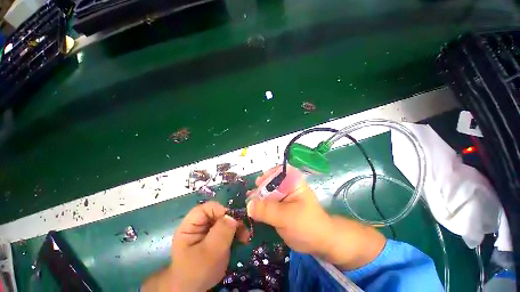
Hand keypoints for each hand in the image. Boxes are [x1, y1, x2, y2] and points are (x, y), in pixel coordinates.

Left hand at [142, 202, 249, 291]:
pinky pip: (228, 229)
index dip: (221, 211)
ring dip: (237, 227)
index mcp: (191, 225)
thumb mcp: (209, 252)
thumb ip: (220, 232)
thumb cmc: (197, 272)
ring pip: (226, 220)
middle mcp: (200, 224)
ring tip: (245, 237)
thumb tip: (232, 217)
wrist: (193, 290)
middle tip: (244, 229)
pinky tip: (243, 240)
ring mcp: (209, 231)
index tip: (233, 221)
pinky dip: (237, 232)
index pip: (207, 208)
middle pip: (219, 213)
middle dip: (232, 220)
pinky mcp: (216, 237)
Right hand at [247, 166, 385, 269]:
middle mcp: (287, 186)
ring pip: (267, 193)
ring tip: (249, 203)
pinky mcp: (279, 207)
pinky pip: (267, 203)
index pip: (280, 170)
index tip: (258, 183)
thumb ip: (268, 210)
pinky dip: (260, 206)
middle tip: (250, 196)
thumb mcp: (287, 217)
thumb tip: (248, 204)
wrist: (318, 243)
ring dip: (258, 197)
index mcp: (293, 182)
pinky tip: (253, 210)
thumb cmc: (307, 225)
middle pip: (270, 182)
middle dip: (260, 188)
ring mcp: (282, 197)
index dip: (268, 174)